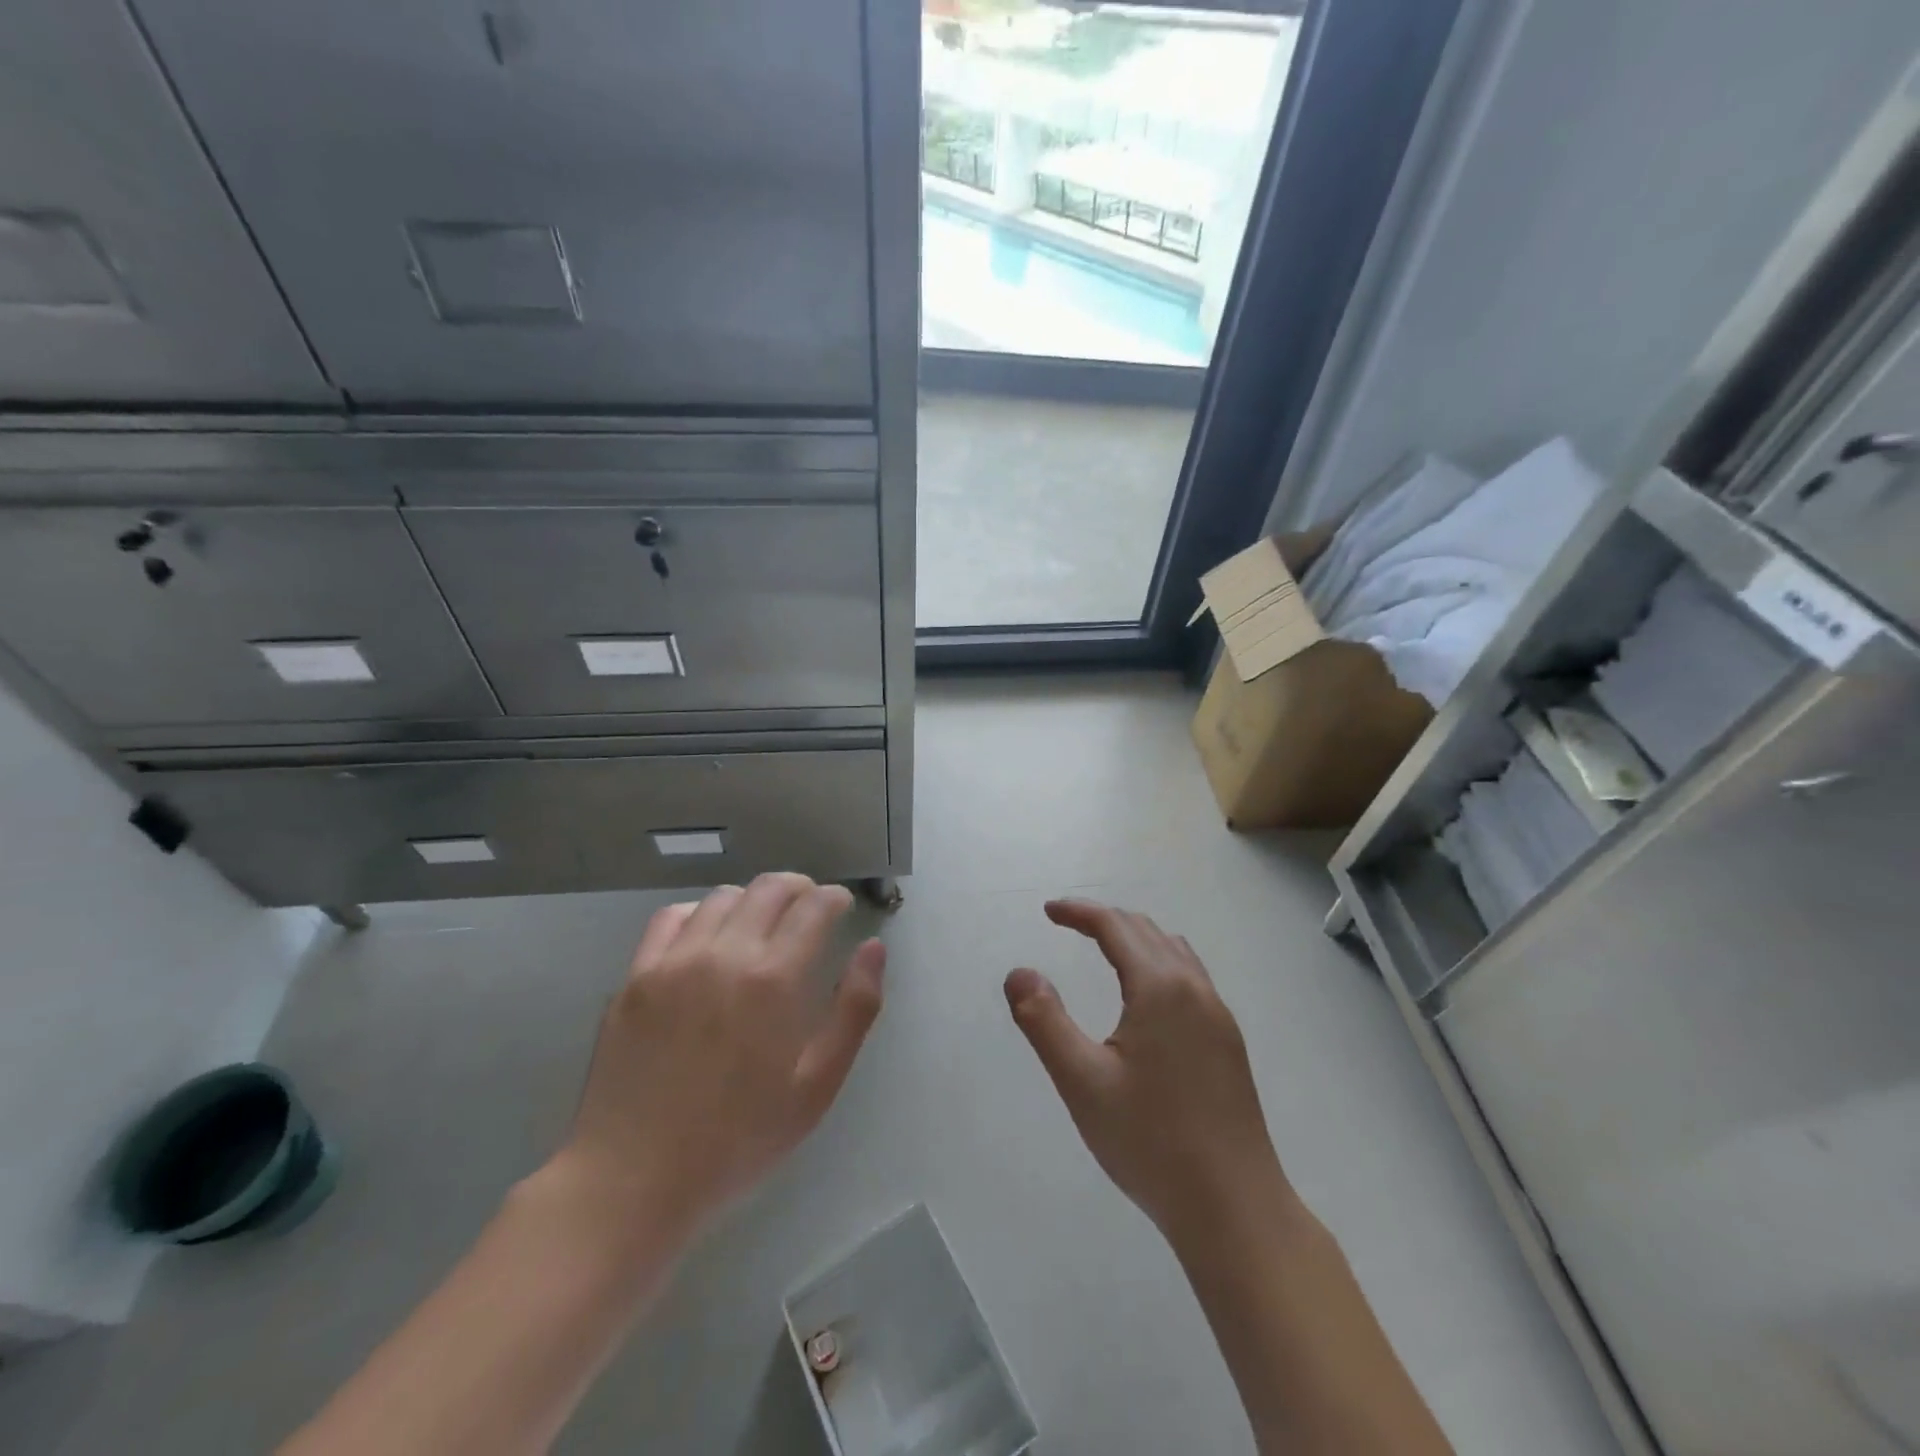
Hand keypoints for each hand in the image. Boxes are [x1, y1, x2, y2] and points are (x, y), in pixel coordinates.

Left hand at [554, 874, 884, 1235]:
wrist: (633, 1179)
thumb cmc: (739, 1139)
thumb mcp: (817, 1086)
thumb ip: (855, 1010)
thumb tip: (874, 948)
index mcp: (774, 979)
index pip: (814, 906)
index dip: (835, 898)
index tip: (842, 906)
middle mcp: (725, 953)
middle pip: (770, 888)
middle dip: (800, 888)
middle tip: (810, 908)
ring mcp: (674, 960)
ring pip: (724, 896)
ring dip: (754, 899)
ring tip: (762, 924)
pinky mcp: (636, 974)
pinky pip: (672, 916)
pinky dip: (701, 912)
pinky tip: (708, 936)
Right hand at [1005, 899, 1286, 1239]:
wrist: (1235, 1209)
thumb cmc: (1152, 1143)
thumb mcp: (1082, 1082)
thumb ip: (1044, 1021)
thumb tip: (1018, 973)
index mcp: (1160, 988)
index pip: (1115, 926)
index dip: (1079, 912)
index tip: (1048, 911)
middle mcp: (1195, 989)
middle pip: (1146, 931)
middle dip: (1104, 920)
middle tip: (1067, 924)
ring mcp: (1219, 1016)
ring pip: (1174, 952)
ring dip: (1136, 937)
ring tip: (1104, 949)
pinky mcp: (1229, 1043)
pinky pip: (1191, 977)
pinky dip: (1159, 962)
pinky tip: (1147, 997)